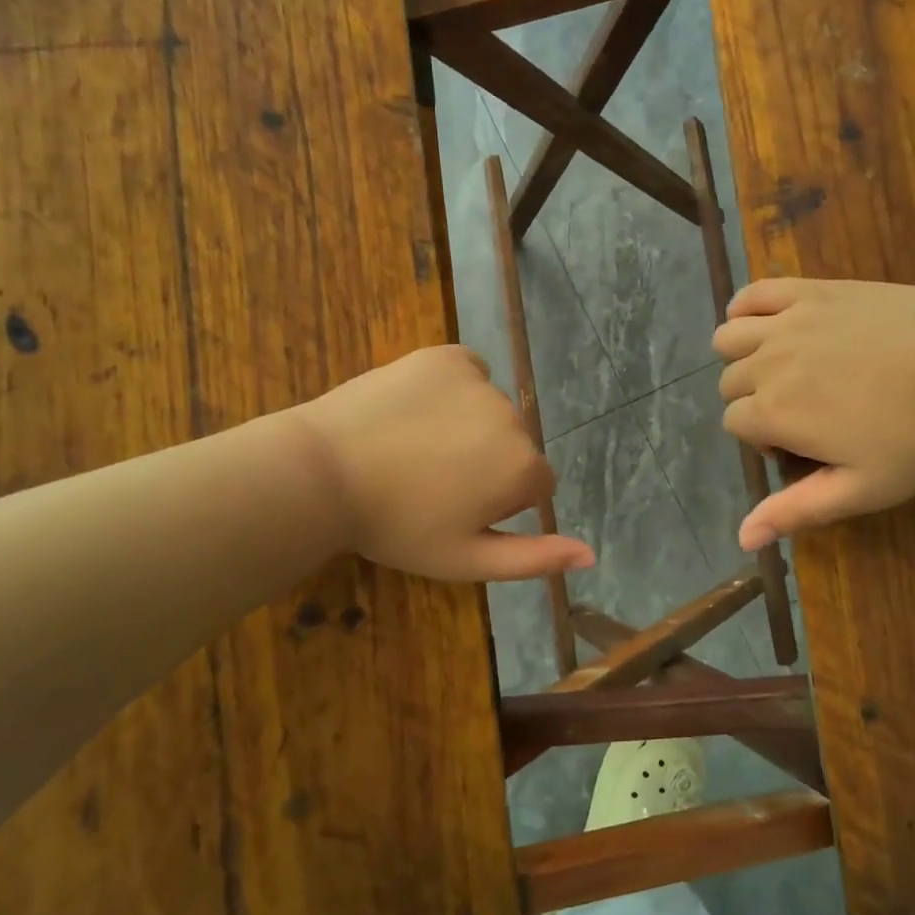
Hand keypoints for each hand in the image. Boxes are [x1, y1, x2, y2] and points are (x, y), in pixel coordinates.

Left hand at [296, 345, 594, 581]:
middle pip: (515, 444)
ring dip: (469, 425)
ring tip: (415, 446)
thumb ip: (535, 559)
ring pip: (492, 409)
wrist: (323, 473)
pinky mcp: (446, 355)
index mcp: (522, 468)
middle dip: (487, 462)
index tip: (455, 508)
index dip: (498, 501)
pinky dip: (453, 388)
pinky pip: (468, 372)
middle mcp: (513, 417)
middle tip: (431, 481)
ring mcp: (479, 380)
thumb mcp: (467, 559)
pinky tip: (417, 409)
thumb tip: (591, 555)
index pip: (536, 485)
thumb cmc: (396, 527)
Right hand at [713, 278, 914, 549]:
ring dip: (741, 358)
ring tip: (781, 369)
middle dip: (753, 402)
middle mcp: (768, 363)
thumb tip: (743, 539)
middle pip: (730, 383)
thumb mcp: (864, 488)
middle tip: (804, 414)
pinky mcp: (814, 290)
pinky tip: (766, 324)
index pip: (734, 424)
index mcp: (775, 412)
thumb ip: (797, 510)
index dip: (762, 441)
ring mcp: (789, 321)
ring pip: (728, 338)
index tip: (804, 449)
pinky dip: (745, 308)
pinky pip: (754, 293)